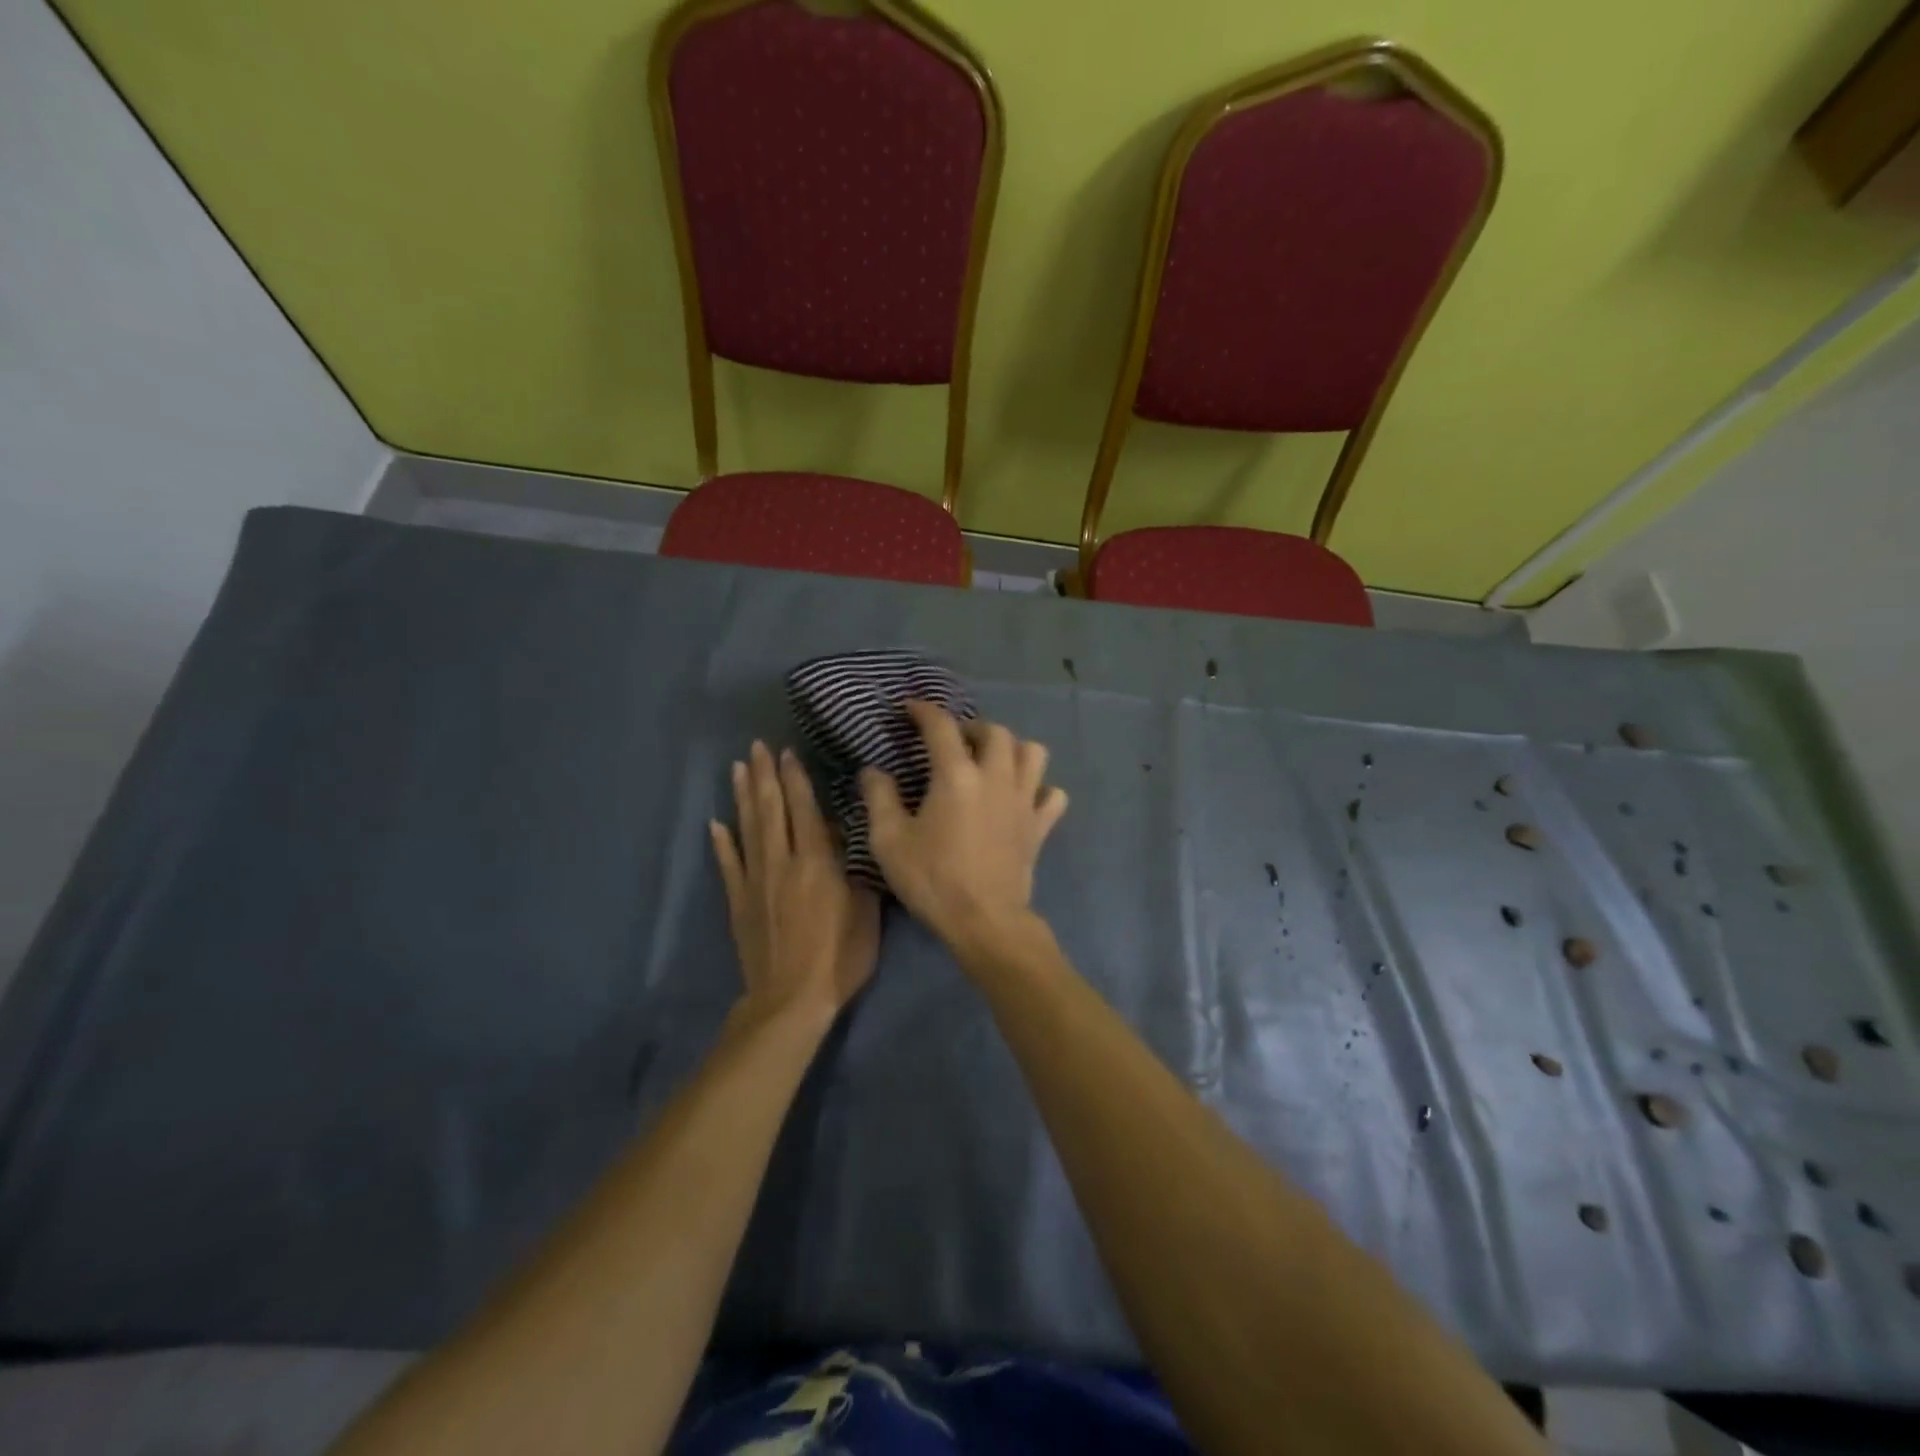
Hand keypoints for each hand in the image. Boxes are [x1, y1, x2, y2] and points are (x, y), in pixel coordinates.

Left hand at [711, 742, 880, 1032]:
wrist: (791, 999)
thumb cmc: (840, 955)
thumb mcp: (866, 908)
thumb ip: (855, 867)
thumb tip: (846, 833)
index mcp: (815, 861)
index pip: (803, 809)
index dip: (795, 778)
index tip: (786, 751)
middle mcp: (782, 862)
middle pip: (770, 810)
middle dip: (764, 775)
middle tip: (757, 746)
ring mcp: (756, 881)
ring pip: (748, 829)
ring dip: (743, 796)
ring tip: (737, 768)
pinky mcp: (739, 903)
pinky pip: (728, 865)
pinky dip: (722, 843)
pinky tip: (715, 823)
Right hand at [860, 702, 1067, 956]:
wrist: (985, 922)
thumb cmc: (933, 880)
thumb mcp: (889, 841)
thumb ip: (879, 797)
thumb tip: (873, 770)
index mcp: (956, 775)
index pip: (941, 726)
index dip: (923, 711)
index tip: (909, 709)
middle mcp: (995, 777)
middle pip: (994, 731)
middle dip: (972, 727)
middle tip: (953, 742)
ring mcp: (1024, 800)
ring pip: (1032, 752)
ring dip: (1012, 748)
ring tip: (991, 761)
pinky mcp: (1040, 825)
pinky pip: (1052, 794)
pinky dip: (1040, 789)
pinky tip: (1022, 798)